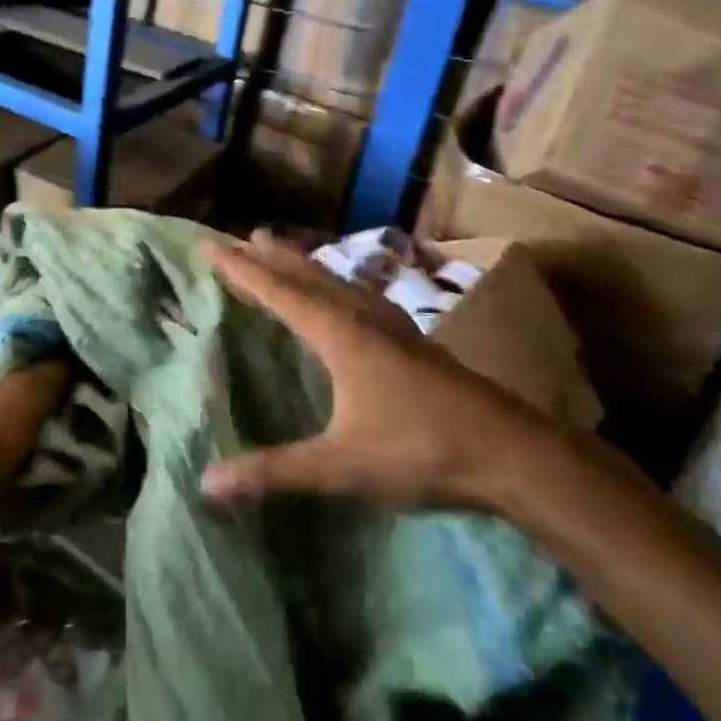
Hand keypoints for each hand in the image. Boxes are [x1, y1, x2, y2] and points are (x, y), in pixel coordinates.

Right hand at [202, 234, 574, 514]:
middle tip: (244, 236)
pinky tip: (349, 300)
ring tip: (287, 253)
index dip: (242, 270)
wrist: (513, 453)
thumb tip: (206, 484)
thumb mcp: (340, 466)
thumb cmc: (421, 450)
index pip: (279, 293)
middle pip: (310, 277)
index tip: (211, 246)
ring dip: (308, 267)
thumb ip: (274, 472)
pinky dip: (338, 287)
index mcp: (340, 336)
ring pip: (340, 284)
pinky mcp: (416, 344)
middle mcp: (365, 320)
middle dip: (274, 257)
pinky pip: (362, 298)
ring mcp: (396, 329)